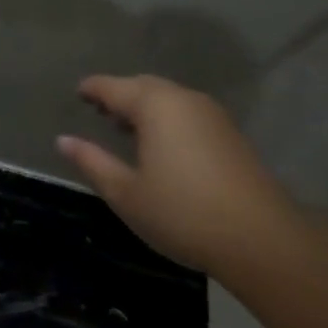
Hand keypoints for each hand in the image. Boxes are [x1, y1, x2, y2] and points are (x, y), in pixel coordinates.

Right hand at [58, 75, 298, 273]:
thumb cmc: (183, 213)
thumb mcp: (126, 193)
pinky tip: (162, 145)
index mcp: (154, 104)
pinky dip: (167, 118)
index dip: (92, 89)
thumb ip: (92, 162)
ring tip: (127, 129)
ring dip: (145, 107)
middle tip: (100, 112)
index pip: (112, 87)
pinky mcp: (230, 134)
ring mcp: (211, 114)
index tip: (77, 93)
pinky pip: (187, 112)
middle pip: (142, 86)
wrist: (263, 240)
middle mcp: (182, 98)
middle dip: (119, 95)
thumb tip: (63, 140)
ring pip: (168, 98)